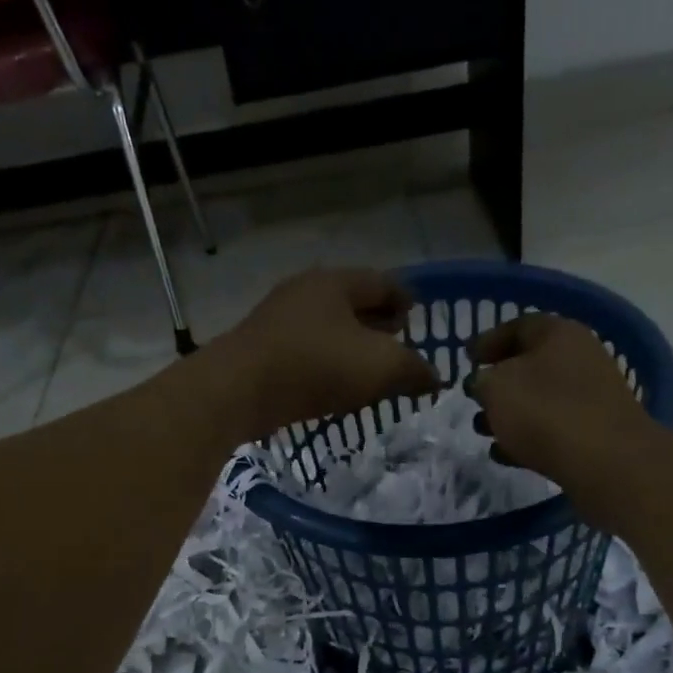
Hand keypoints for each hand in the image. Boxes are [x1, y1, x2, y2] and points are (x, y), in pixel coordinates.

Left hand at [210, 268, 442, 438]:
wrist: (238, 391)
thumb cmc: (315, 366)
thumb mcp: (380, 367)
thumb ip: (413, 370)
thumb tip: (434, 379)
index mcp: (336, 282)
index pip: (383, 282)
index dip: (406, 299)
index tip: (418, 319)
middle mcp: (305, 292)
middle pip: (353, 301)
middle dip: (378, 322)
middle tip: (397, 344)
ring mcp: (278, 319)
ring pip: (327, 327)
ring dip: (351, 345)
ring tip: (369, 370)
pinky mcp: (261, 349)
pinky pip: (306, 349)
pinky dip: (326, 361)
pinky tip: (333, 384)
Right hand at [468, 314, 659, 527]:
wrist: (607, 462)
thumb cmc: (544, 412)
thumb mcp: (496, 387)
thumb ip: (483, 380)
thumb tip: (484, 382)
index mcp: (559, 333)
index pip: (518, 326)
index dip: (489, 340)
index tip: (466, 358)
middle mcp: (580, 358)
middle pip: (530, 364)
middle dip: (498, 381)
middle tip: (474, 397)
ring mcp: (591, 396)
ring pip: (539, 398)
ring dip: (509, 412)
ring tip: (482, 430)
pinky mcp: (594, 432)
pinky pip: (552, 428)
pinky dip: (527, 437)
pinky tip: (504, 454)